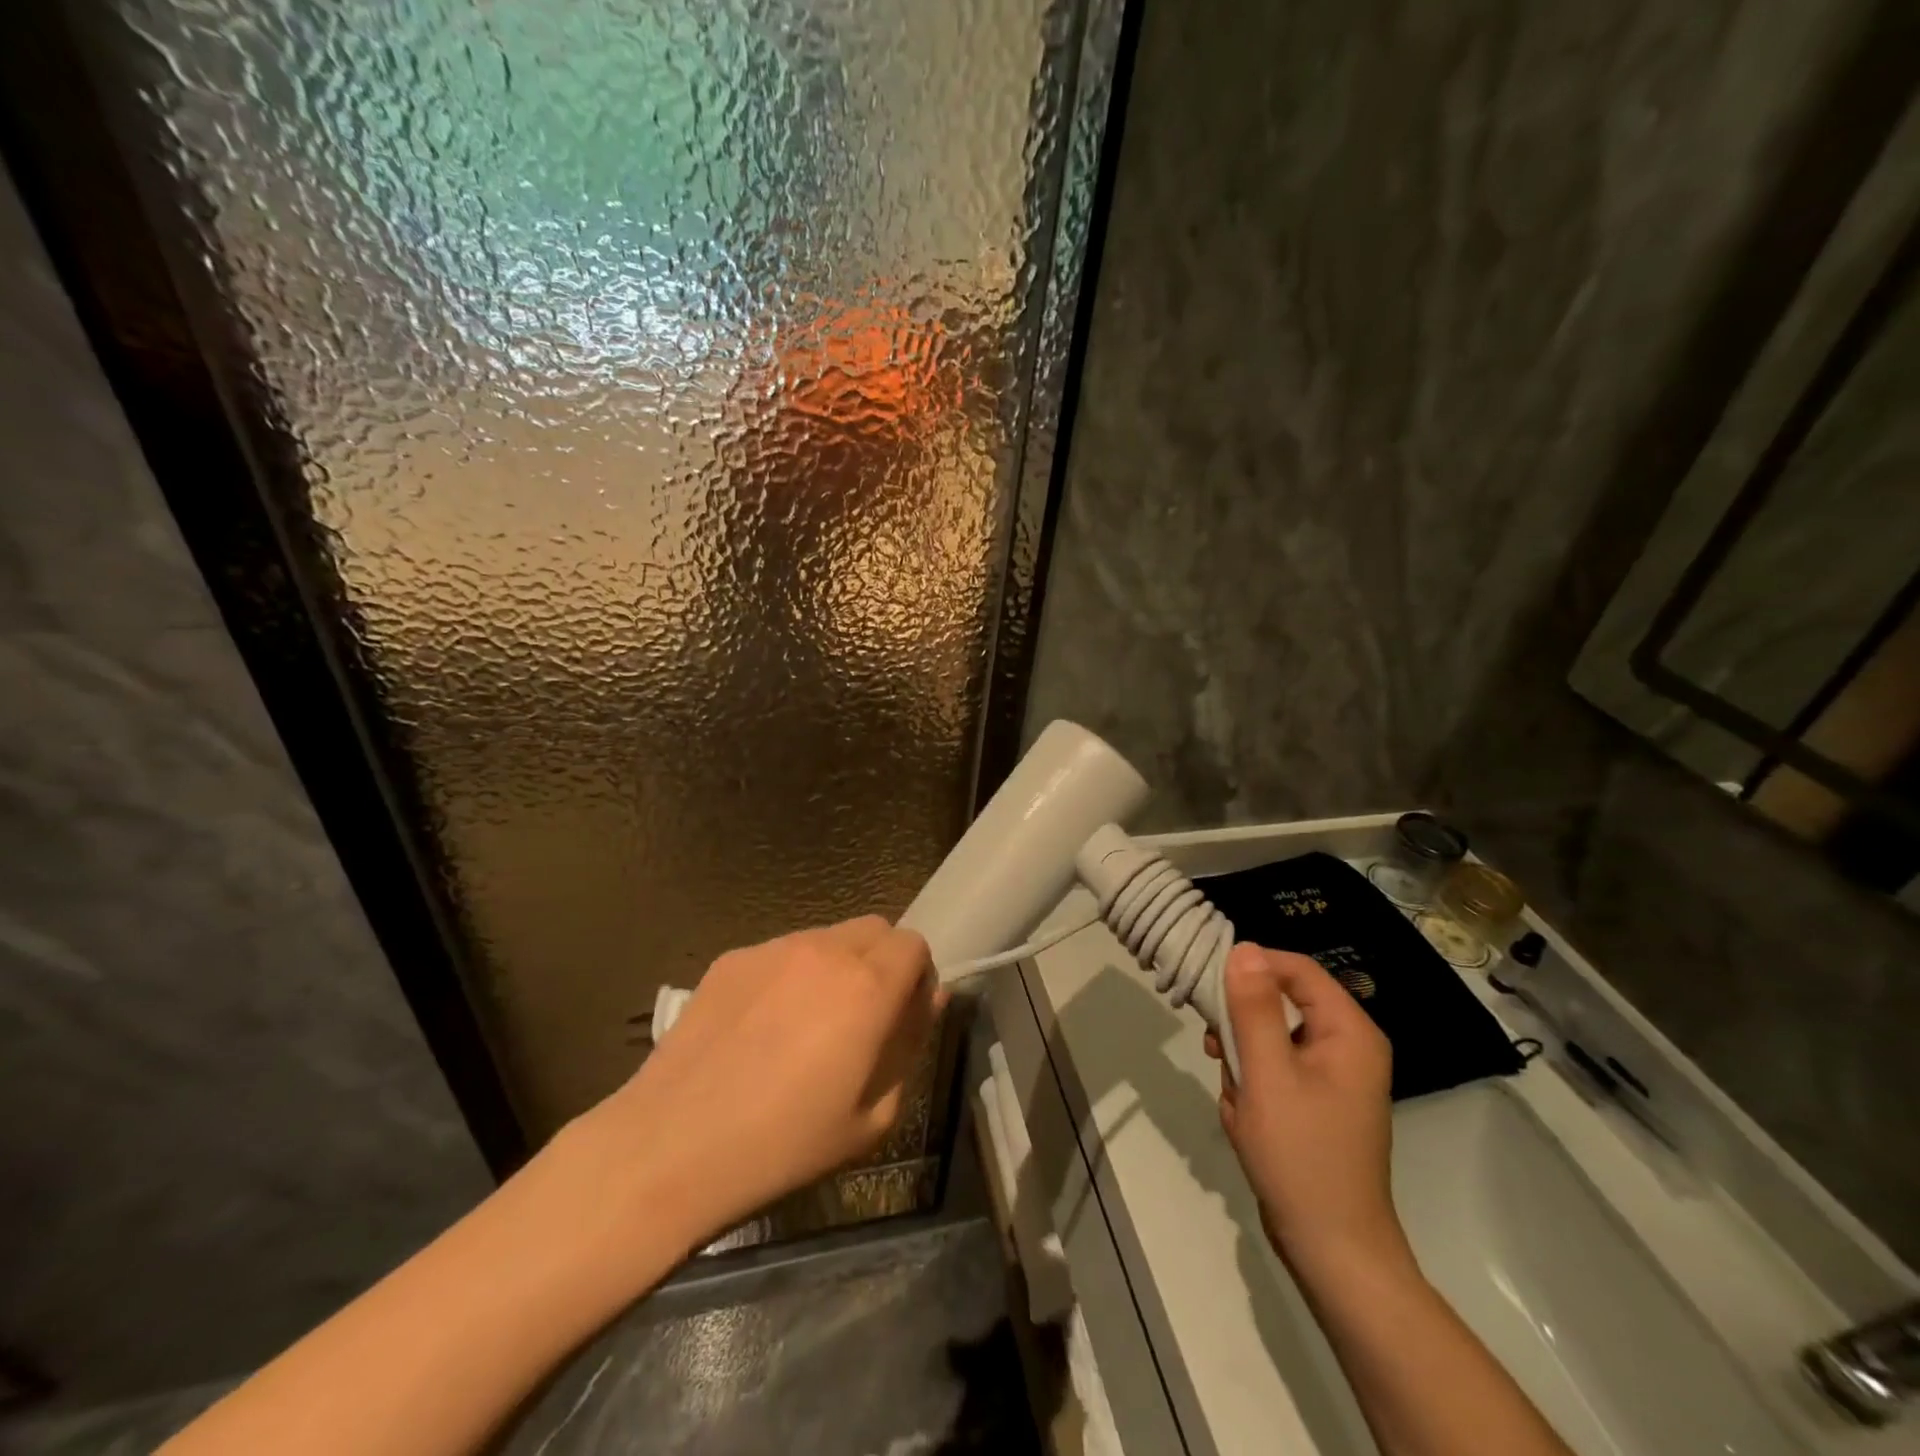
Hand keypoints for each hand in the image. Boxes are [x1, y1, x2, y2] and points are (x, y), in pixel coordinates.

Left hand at [588, 916, 943, 1248]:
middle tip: (862, 1017)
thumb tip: (927, 1001)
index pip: (914, 944)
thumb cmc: (784, 1145)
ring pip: (827, 937)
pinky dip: (790, 975)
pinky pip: (781, 953)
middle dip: (882, 962)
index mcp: (867, 986)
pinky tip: (760, 1027)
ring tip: (806, 1023)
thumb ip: (910, 1046)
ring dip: (836, 966)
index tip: (902, 1015)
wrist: (672, 1145)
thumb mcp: (872, 1117)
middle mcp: (824, 951)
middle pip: (874, 928)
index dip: (917, 977)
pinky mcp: (732, 958)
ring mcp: (773, 949)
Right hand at [1205, 944, 1406, 1280]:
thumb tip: (1244, 948)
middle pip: (1281, 1003)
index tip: (1209, 986)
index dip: (1252, 968)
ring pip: (1270, 1037)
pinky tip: (1245, 1117)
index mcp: (1349, 1033)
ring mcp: (1333, 1077)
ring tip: (1237, 1099)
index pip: (1297, 970)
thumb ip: (1254, 1007)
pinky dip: (1252, 1086)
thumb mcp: (1267, 1074)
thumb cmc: (1301, 1156)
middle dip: (1243, 1027)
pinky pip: (1274, 1069)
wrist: (1331, 1250)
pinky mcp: (1316, 1102)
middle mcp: (1347, 1046)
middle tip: (1216, 1051)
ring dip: (1243, 1061)